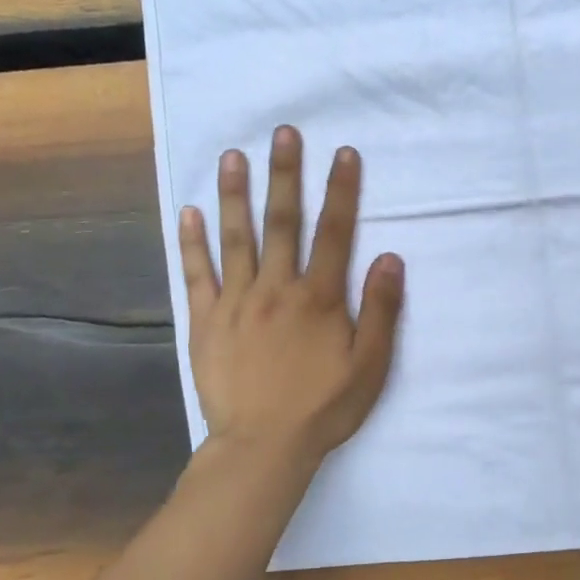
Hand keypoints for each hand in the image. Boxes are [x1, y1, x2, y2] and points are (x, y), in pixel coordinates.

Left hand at [180, 127, 403, 469]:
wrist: (263, 446)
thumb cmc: (323, 407)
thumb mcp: (370, 366)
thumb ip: (382, 311)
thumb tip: (391, 258)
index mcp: (320, 298)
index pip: (335, 233)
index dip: (342, 191)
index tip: (344, 153)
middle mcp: (277, 288)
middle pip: (282, 222)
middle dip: (285, 175)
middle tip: (283, 133)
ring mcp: (237, 302)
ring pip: (236, 238)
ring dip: (235, 195)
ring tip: (232, 156)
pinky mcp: (206, 321)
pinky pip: (198, 274)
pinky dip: (192, 242)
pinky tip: (189, 212)